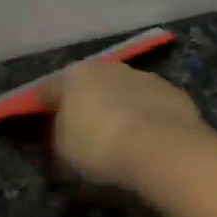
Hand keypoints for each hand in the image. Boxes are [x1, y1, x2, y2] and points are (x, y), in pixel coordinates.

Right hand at [45, 60, 204, 189]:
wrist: (161, 148)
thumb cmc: (100, 146)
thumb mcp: (63, 149)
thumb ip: (59, 133)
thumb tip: (64, 128)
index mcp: (74, 76)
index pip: (50, 89)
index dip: (43, 105)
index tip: (42, 119)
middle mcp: (110, 67)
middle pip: (92, 84)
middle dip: (87, 101)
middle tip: (86, 127)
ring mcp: (146, 77)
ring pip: (125, 91)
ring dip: (121, 106)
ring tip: (122, 134)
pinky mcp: (175, 93)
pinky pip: (152, 105)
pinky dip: (148, 116)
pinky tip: (149, 137)